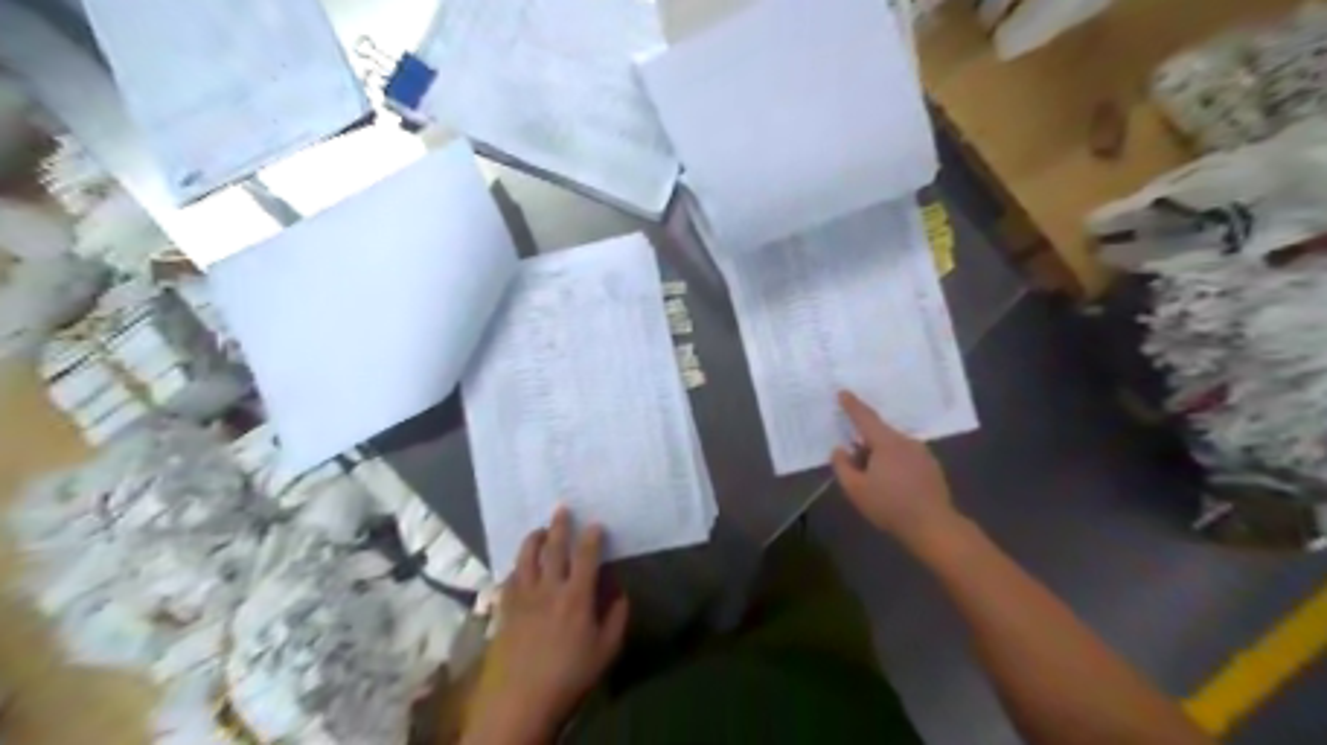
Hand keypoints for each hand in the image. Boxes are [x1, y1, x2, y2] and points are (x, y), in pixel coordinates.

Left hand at [461, 507, 628, 744]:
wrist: (520, 702)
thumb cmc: (569, 677)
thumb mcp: (605, 652)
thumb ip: (616, 618)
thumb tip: (620, 592)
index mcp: (576, 596)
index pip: (586, 556)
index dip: (592, 536)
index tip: (595, 524)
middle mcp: (549, 588)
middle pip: (553, 548)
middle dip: (559, 526)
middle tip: (562, 508)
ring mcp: (523, 597)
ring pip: (526, 558)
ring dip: (533, 539)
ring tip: (539, 530)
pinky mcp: (505, 610)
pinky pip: (509, 578)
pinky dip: (516, 566)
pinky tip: (519, 566)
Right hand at [827, 390, 966, 551]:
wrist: (933, 526)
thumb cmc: (890, 506)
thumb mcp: (855, 489)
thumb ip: (842, 466)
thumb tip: (839, 450)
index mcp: (886, 442)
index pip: (865, 418)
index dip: (852, 405)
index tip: (842, 392)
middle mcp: (906, 441)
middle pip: (879, 433)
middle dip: (864, 442)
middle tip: (853, 460)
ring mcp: (922, 453)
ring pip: (893, 446)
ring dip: (880, 455)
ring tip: (873, 477)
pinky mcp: (931, 467)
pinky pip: (906, 456)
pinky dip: (895, 463)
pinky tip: (892, 483)